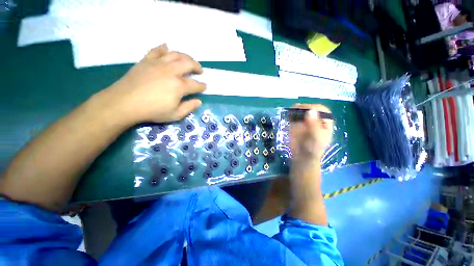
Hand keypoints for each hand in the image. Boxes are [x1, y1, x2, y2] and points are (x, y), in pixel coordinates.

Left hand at [101, 44, 205, 123]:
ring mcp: (158, 63)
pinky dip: (164, 48)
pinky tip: (167, 49)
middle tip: (200, 71)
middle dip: (197, 67)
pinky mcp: (146, 60)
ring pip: (176, 54)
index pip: (196, 84)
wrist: (124, 103)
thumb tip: (199, 101)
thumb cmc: (152, 111)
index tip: (204, 87)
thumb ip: (189, 107)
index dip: (202, 86)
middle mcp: (171, 71)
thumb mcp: (175, 115)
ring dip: (186, 56)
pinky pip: (157, 50)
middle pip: (188, 64)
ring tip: (188, 60)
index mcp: (179, 86)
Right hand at [289, 104, 333, 164]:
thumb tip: (311, 111)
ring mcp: (305, 121)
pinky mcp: (296, 124)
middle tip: (297, 110)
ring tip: (292, 110)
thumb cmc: (313, 149)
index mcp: (325, 123)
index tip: (306, 111)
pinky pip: (294, 116)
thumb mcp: (316, 138)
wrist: (302, 156)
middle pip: (311, 108)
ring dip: (297, 109)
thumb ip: (314, 125)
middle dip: (304, 108)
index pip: (322, 110)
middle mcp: (315, 120)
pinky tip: (289, 114)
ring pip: (302, 111)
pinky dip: (291, 113)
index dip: (315, 108)